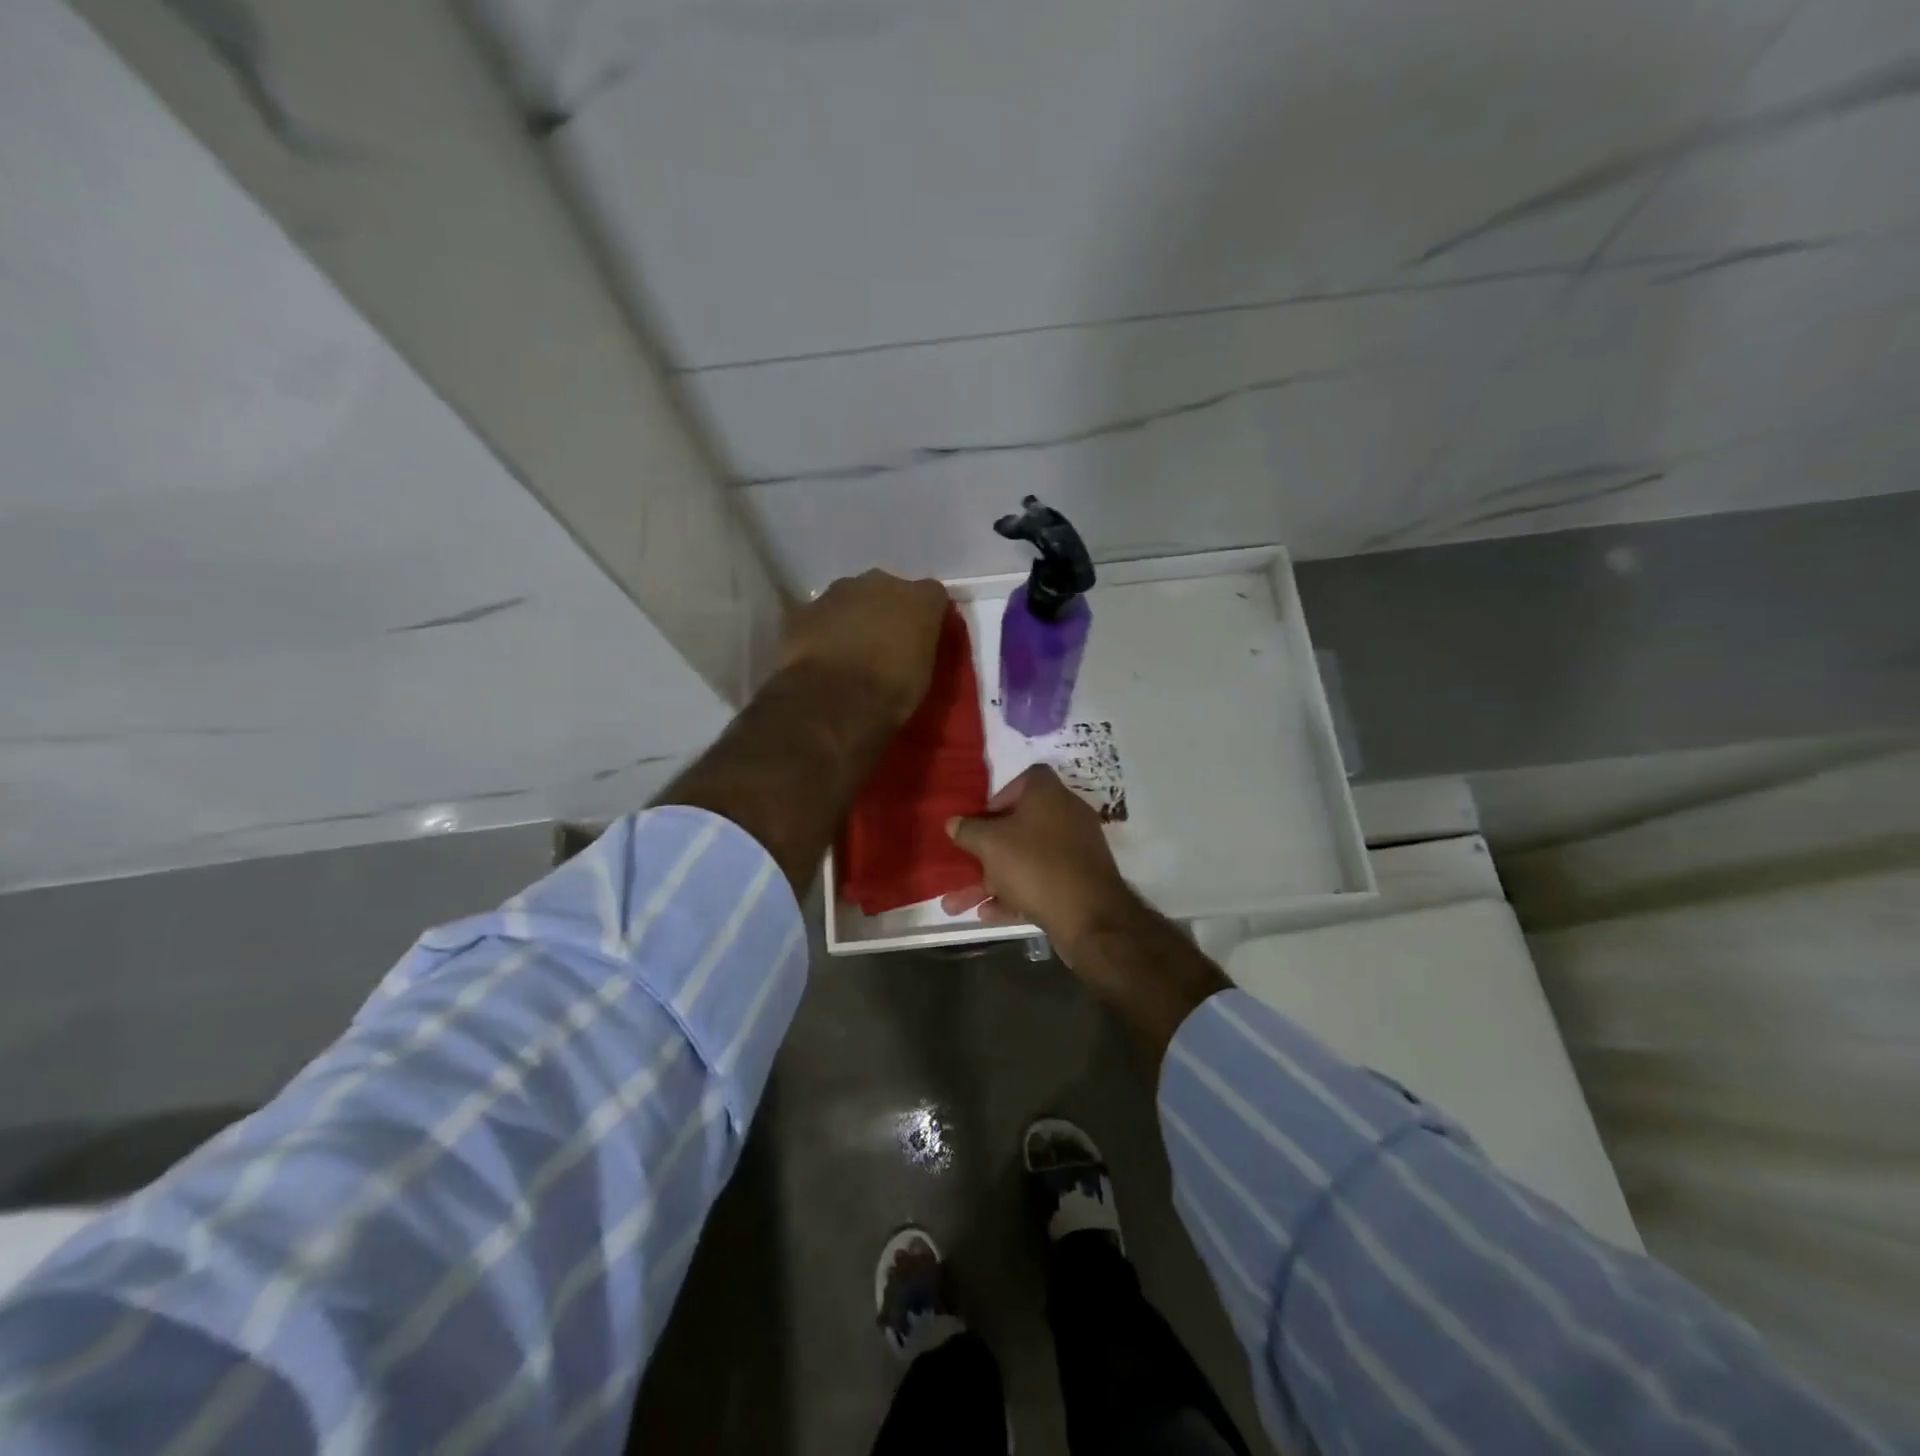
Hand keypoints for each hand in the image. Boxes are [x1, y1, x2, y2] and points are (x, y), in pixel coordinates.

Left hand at [777, 570, 950, 727]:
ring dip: (850, 618)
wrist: (833, 701)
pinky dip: (820, 631)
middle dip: (885, 610)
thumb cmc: (891, 691)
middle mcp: (879, 582)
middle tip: (882, 643)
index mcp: (919, 599)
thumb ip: (919, 647)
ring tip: (848, 651)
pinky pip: (818, 616)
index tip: (921, 637)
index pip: (932, 595)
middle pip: (886, 589)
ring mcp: (837, 592)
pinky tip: (820, 657)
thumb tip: (911, 647)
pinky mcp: (803, 610)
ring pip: (849, 598)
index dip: (925, 615)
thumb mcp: (923, 674)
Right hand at [941, 766, 1137, 966]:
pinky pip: (1040, 881)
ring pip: (1025, 859)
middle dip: (985, 850)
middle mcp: (1066, 816)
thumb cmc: (1035, 865)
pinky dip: (1015, 894)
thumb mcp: (990, 844)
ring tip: (956, 905)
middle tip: (964, 864)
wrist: (1090, 916)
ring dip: (991, 880)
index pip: (1026, 779)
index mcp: (1049, 795)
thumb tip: (953, 823)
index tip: (982, 818)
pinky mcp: (1079, 881)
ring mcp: (1075, 850)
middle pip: (1019, 825)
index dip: (1001, 795)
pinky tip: (988, 914)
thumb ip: (968, 831)